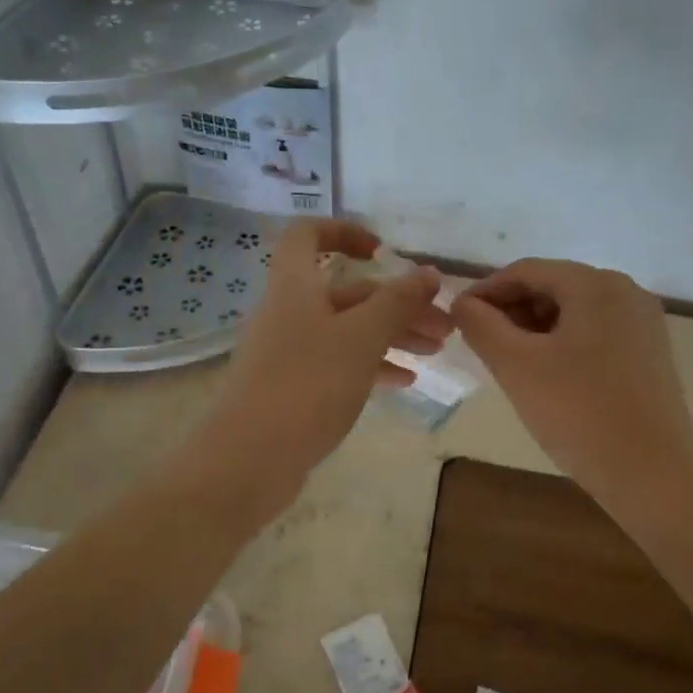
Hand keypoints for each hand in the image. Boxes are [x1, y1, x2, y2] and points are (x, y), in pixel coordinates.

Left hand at [194, 220, 448, 494]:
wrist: (249, 460)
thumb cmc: (307, 384)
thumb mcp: (361, 338)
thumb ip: (397, 302)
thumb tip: (428, 272)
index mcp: (295, 286)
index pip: (309, 235)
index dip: (345, 232)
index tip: (384, 253)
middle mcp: (288, 311)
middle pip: (346, 292)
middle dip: (397, 303)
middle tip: (444, 326)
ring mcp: (288, 351)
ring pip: (347, 330)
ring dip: (391, 335)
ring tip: (434, 352)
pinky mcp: (292, 387)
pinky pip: (338, 362)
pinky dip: (371, 365)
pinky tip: (404, 381)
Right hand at [451, 258, 692, 501]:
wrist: (655, 477)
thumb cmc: (580, 413)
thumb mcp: (516, 366)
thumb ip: (481, 325)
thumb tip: (463, 303)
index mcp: (595, 284)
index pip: (526, 270)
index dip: (486, 290)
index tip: (457, 318)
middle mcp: (625, 291)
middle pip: (552, 286)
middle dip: (511, 310)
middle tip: (481, 344)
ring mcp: (642, 322)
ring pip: (572, 311)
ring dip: (534, 328)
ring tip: (508, 362)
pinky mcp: (649, 353)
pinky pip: (594, 333)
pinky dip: (562, 344)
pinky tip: (545, 375)